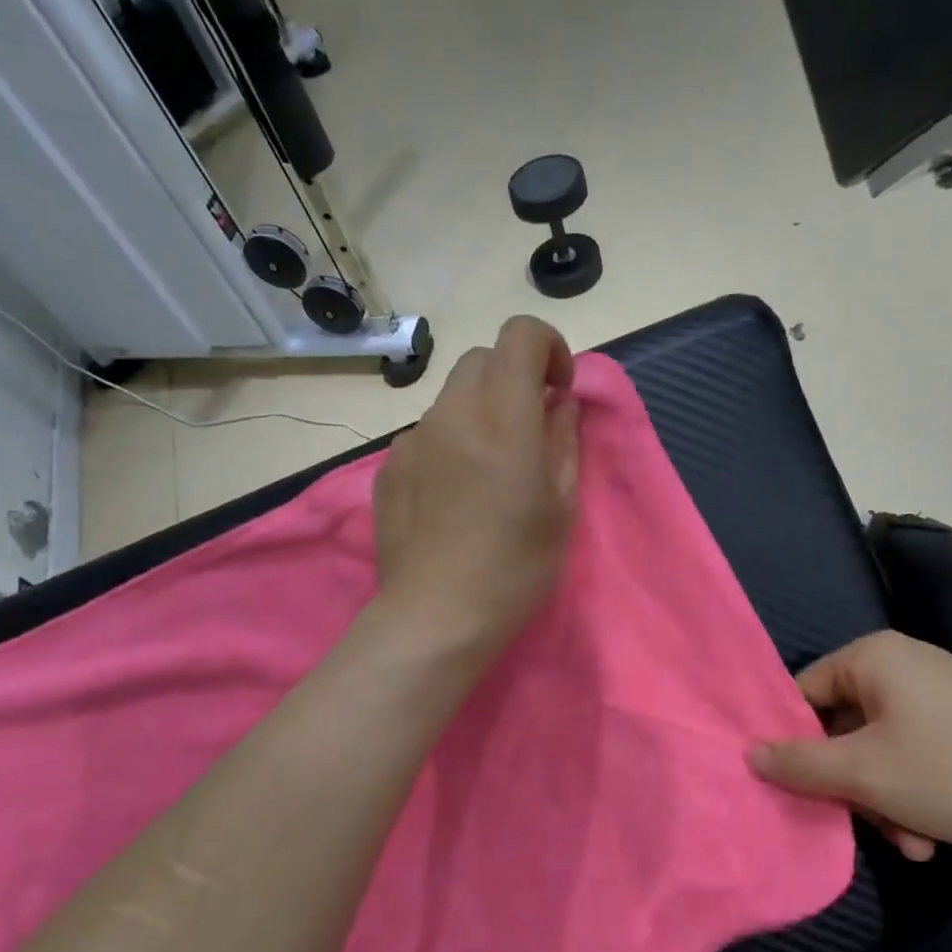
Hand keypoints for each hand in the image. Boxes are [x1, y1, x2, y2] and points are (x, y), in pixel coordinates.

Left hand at [373, 316, 580, 658]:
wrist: (435, 617)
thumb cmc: (514, 568)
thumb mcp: (560, 508)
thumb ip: (563, 442)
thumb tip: (558, 405)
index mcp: (502, 418)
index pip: (520, 334)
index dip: (548, 348)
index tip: (558, 392)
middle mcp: (451, 414)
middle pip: (481, 359)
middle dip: (512, 378)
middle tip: (529, 430)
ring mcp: (412, 440)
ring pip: (451, 398)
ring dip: (479, 413)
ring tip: (488, 473)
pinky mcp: (388, 468)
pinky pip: (425, 435)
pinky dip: (448, 444)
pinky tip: (453, 497)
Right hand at [749, 631, 951, 862]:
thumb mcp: (864, 773)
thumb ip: (798, 763)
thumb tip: (749, 753)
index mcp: (873, 657)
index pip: (803, 692)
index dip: (793, 740)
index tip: (795, 785)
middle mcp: (903, 666)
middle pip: (842, 726)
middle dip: (850, 784)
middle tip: (865, 821)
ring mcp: (939, 695)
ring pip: (879, 750)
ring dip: (882, 800)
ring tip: (911, 841)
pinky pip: (916, 756)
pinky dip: (913, 795)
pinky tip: (932, 836)